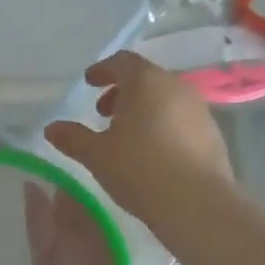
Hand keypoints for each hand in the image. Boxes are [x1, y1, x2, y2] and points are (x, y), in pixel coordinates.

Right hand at [45, 51, 233, 224]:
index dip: (103, 70)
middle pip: (146, 79)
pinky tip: (152, 152)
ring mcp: (199, 110)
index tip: (89, 82)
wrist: (196, 203)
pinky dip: (162, 125)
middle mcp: (176, 87)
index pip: (123, 62)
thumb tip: (52, 128)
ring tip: (126, 136)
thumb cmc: (139, 169)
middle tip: (103, 113)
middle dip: (122, 92)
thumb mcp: (96, 155)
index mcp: (146, 82)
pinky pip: (180, 119)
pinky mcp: (212, 134)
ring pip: (165, 99)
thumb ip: (73, 138)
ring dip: (143, 110)